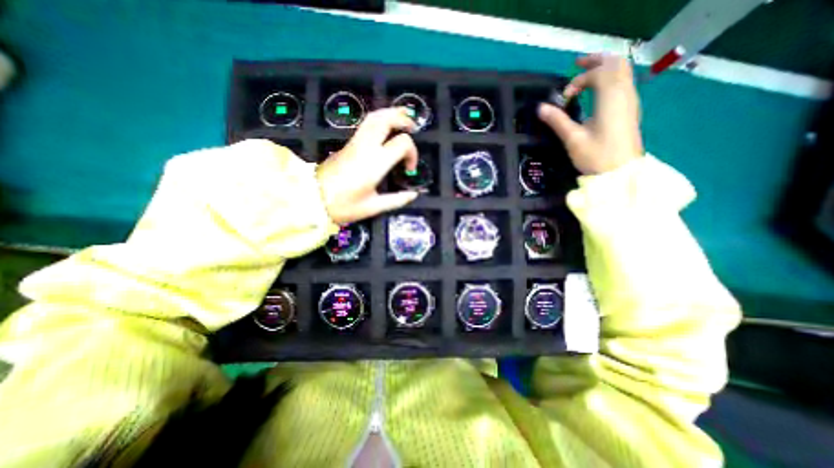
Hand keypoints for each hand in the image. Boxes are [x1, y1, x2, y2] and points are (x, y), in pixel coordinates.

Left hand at [317, 108, 419, 223]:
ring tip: (402, 119)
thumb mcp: (373, 207)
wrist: (311, 199)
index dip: (412, 153)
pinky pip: (366, 124)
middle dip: (402, 119)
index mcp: (375, 163)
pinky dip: (380, 120)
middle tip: (413, 127)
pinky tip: (385, 129)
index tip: (409, 169)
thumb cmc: (343, 206)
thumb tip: (414, 194)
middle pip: (386, 119)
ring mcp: (355, 143)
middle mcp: (365, 147)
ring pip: (373, 117)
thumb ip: (396, 200)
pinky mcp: (348, 144)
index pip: (402, 143)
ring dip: (390, 114)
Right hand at [538, 53, 639, 174]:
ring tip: (585, 75)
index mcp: (610, 99)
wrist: (621, 172)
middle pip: (615, 63)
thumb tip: (540, 108)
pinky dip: (609, 78)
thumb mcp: (572, 139)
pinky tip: (596, 90)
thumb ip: (557, 121)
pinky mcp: (630, 108)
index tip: (565, 98)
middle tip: (576, 66)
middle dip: (595, 61)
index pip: (598, 73)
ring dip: (603, 68)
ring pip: (622, 70)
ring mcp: (630, 100)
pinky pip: (623, 81)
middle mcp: (624, 93)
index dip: (578, 80)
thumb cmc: (596, 156)